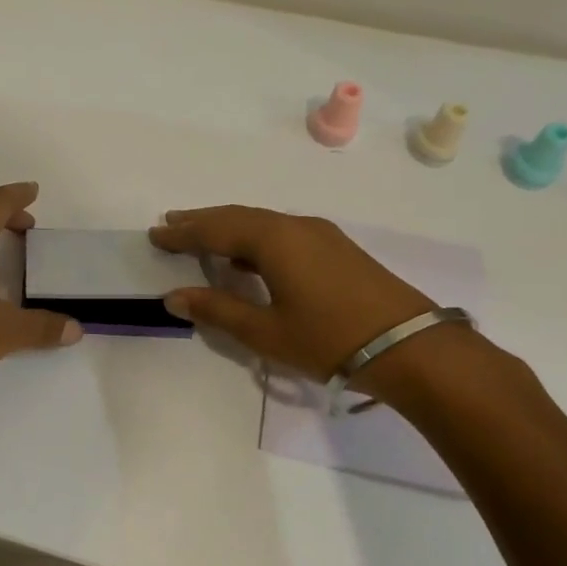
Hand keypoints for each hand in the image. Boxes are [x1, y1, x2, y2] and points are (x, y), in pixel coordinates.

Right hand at [148, 206, 438, 394]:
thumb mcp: (265, 332)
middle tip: (171, 223)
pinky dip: (254, 237)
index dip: (182, 233)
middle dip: (202, 221)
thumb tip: (173, 296)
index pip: (215, 230)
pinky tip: (248, 256)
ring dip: (228, 227)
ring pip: (262, 222)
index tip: (154, 234)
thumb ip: (217, 310)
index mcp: (273, 240)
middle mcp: (295, 226)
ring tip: (201, 234)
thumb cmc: (329, 340)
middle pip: (238, 217)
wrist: (412, 348)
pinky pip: (282, 231)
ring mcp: (320, 235)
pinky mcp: (336, 249)